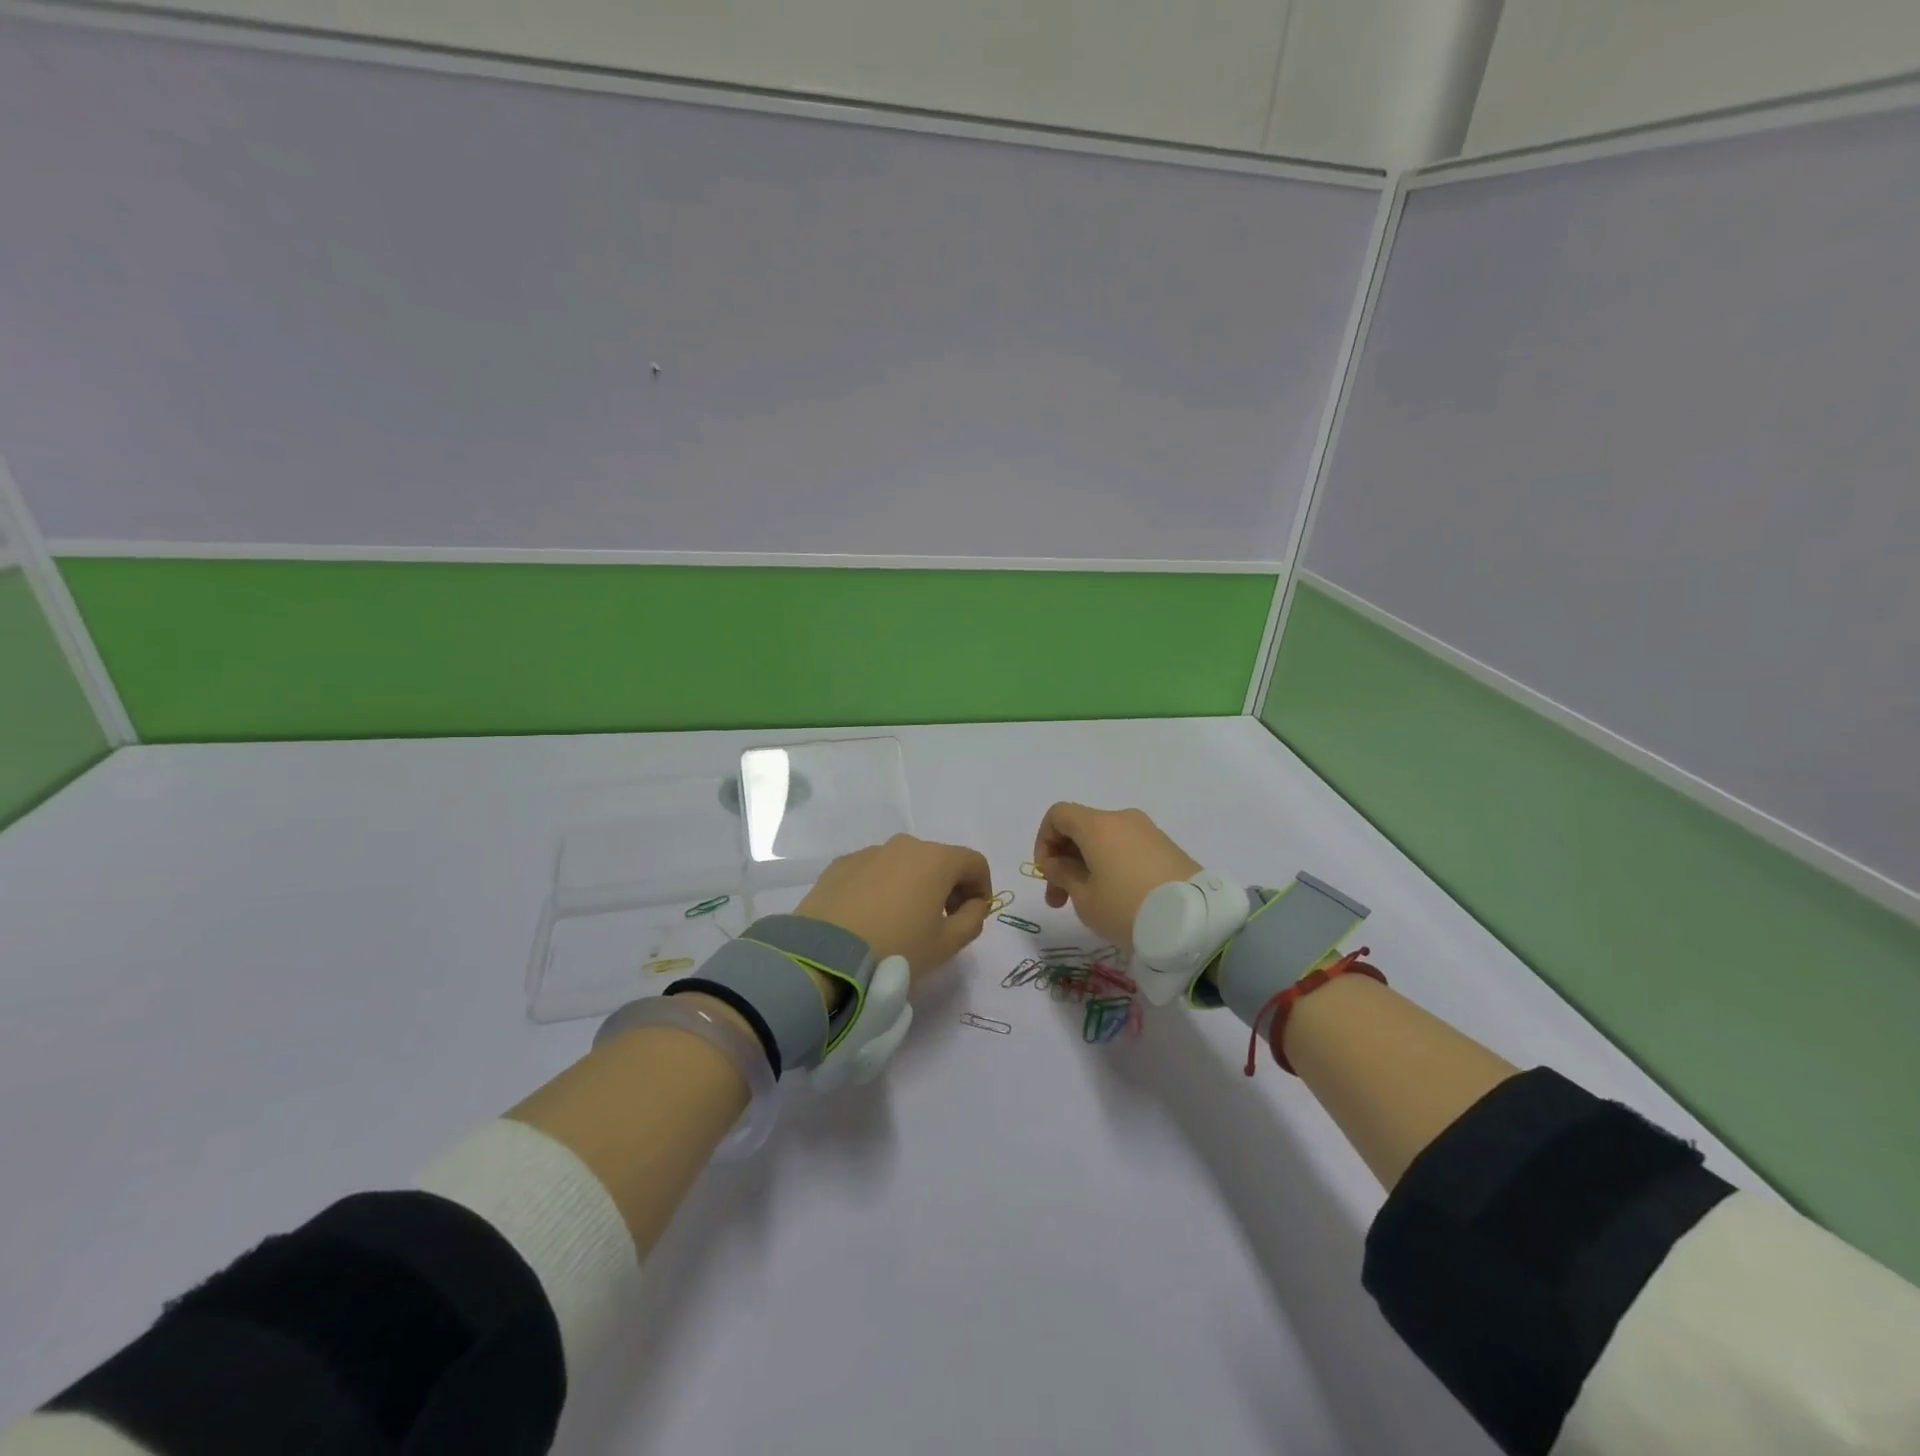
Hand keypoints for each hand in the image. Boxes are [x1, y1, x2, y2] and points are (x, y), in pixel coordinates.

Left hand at [796, 834, 994, 979]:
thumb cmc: (897, 949)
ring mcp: (869, 852)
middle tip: (943, 920)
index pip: (974, 862)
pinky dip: (882, 888)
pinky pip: (874, 872)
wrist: (825, 955)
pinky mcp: (840, 865)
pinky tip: (871, 918)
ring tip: (902, 921)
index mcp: (936, 859)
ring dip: (914, 885)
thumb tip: (972, 904)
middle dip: (949, 886)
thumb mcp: (947, 944)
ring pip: (904, 864)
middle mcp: (904, 845)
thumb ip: (972, 919)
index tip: (974, 914)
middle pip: (939, 860)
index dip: (983, 887)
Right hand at [1032, 804, 1201, 950]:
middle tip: (1059, 901)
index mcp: (1097, 825)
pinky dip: (1112, 865)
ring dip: (1088, 865)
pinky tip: (1117, 898)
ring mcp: (1148, 831)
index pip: (1058, 814)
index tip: (1046, 873)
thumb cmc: (1127, 908)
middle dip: (1064, 860)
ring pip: (1105, 840)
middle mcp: (1122, 819)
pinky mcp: (1167, 847)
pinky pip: (1127, 848)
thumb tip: (1056, 862)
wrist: (1195, 922)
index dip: (1043, 840)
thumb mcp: (1085, 899)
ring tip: (1089, 903)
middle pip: (1081, 828)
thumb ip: (1063, 875)